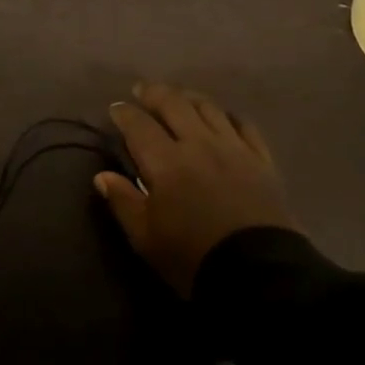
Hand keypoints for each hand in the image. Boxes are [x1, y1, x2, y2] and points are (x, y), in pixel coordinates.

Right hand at [94, 82, 293, 295]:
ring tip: (179, 97)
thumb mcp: (146, 237)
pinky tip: (223, 117)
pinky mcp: (262, 160)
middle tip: (143, 90)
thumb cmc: (192, 257)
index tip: (116, 108)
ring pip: (209, 108)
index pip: (139, 125)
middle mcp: (198, 143)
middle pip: (174, 104)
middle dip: (155, 93)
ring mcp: (234, 148)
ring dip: (189, 97)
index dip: (125, 113)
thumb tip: (102, 176)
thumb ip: (123, 202)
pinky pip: (245, 126)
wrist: (259, 274)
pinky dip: (229, 116)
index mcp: (165, 161)